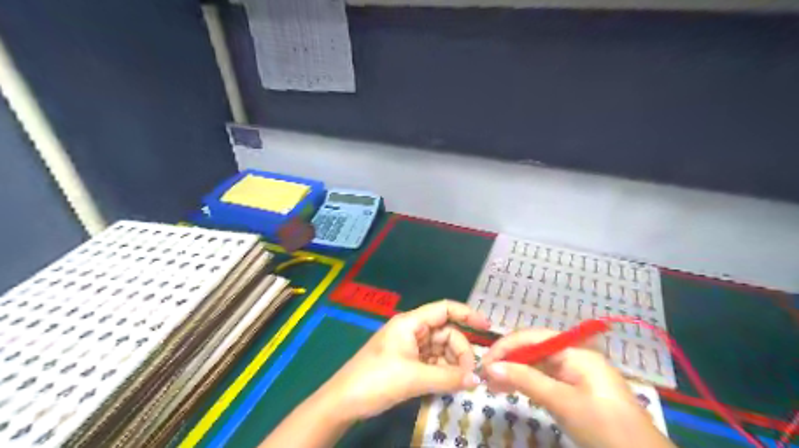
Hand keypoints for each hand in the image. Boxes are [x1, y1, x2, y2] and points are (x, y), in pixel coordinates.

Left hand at [317, 299, 490, 421]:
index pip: (444, 309)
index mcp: (410, 323)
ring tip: (461, 382)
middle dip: (460, 351)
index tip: (487, 327)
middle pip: (445, 333)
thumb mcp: (413, 378)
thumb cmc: (376, 380)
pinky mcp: (407, 363)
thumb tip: (477, 380)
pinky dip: (442, 371)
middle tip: (470, 375)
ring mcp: (409, 347)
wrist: (344, 402)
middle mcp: (411, 330)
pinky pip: (432, 362)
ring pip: (440, 349)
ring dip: (452, 363)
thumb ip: (447, 377)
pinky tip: (449, 384)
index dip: (467, 314)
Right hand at [481, 328, 673, 446]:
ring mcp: (575, 372)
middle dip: (508, 360)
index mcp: (575, 351)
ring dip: (514, 372)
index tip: (484, 361)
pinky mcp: (574, 388)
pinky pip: (544, 379)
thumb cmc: (605, 428)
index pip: (532, 337)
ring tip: (491, 385)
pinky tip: (509, 389)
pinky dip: (526, 383)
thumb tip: (491, 365)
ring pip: (536, 364)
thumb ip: (526, 380)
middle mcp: (574, 355)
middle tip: (484, 376)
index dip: (506, 346)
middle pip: (533, 349)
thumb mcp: (562, 402)